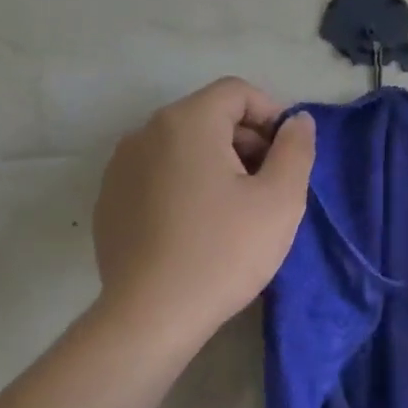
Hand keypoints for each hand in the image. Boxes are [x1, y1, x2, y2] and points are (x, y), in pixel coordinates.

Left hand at [92, 78, 315, 348]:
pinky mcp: (109, 199)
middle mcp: (145, 132)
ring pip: (181, 147)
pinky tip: (196, 227)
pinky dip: (184, 184)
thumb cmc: (225, 252)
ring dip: (215, 163)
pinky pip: (157, 174)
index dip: (272, 115)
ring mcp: (120, 166)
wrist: (152, 315)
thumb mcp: (281, 200)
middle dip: (245, 141)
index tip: (288, 156)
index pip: (237, 92)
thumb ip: (296, 149)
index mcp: (187, 122)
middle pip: (208, 116)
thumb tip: (298, 121)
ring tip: (235, 209)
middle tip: (268, 186)